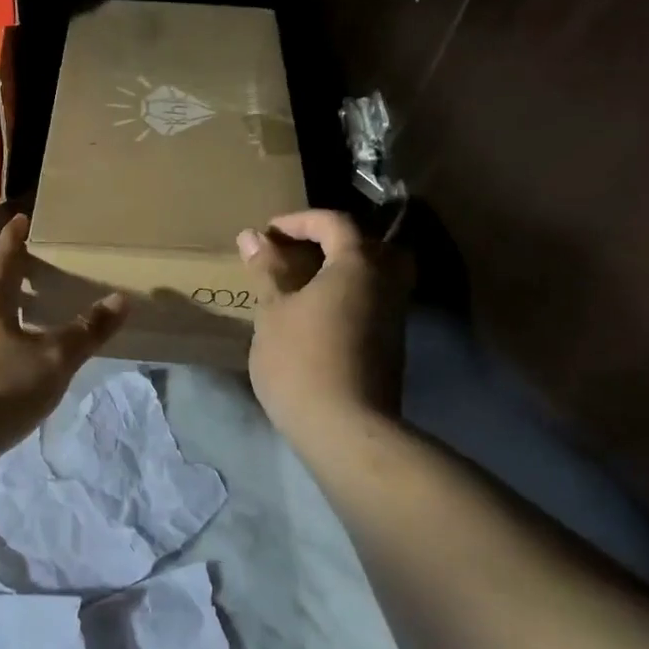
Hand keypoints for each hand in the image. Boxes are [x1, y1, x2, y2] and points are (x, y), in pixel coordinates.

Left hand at [0, 214, 127, 466]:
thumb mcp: (50, 362)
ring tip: (35, 331)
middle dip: (15, 285)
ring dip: (7, 324)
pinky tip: (12, 378)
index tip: (21, 218)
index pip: (4, 259)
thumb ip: (84, 333)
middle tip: (42, 279)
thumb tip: (120, 299)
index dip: (15, 239)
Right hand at [238, 210, 409, 449]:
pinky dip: (350, 294)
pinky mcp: (393, 343)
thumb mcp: (273, 311)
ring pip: (375, 274)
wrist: (344, 428)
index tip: (269, 232)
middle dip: (332, 241)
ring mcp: (395, 314)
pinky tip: (320, 313)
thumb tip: (252, 236)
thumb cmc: (301, 360)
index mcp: (358, 263)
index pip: (334, 222)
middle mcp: (386, 280)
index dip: (300, 220)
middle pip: (367, 244)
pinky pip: (374, 299)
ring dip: (342, 269)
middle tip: (298, 251)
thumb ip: (267, 269)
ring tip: (304, 283)